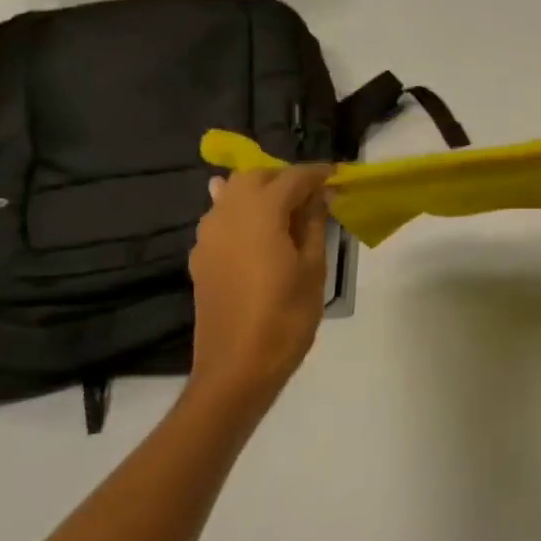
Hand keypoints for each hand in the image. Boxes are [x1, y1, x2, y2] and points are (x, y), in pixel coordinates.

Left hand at [186, 165, 331, 415]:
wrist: (237, 367)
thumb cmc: (286, 317)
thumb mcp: (313, 268)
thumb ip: (314, 223)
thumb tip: (320, 195)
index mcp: (260, 213)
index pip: (293, 178)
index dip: (318, 173)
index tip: (339, 175)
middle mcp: (227, 214)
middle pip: (256, 176)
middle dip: (286, 178)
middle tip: (315, 195)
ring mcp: (208, 235)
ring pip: (233, 193)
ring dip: (262, 193)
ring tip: (290, 212)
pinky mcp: (201, 256)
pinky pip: (222, 217)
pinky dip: (243, 213)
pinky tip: (259, 228)